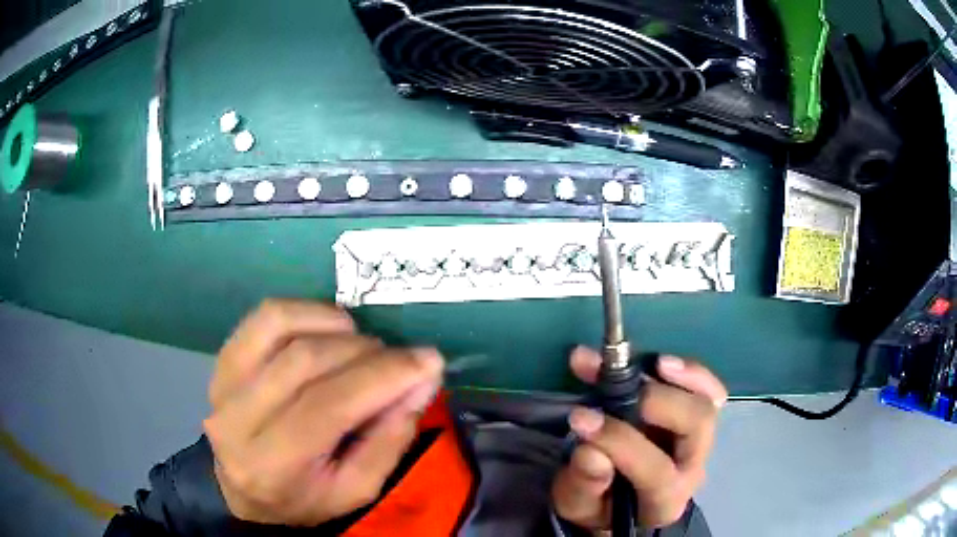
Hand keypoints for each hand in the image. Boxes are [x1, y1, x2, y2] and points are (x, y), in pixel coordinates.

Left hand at [203, 299, 443, 525]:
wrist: (243, 489)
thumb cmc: (304, 497)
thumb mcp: (357, 490)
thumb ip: (390, 439)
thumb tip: (421, 380)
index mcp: (272, 466)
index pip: (327, 407)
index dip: (382, 376)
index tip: (429, 361)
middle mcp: (237, 418)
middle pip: (306, 361)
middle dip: (367, 353)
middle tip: (401, 361)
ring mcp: (223, 380)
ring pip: (284, 327)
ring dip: (339, 329)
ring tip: (365, 349)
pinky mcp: (223, 357)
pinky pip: (266, 315)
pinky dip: (309, 311)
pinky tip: (333, 328)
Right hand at [552, 348, 726, 530]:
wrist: (621, 504)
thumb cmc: (597, 506)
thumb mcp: (577, 504)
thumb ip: (584, 483)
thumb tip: (590, 449)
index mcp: (663, 501)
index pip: (655, 470)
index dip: (619, 440)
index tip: (579, 417)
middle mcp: (692, 469)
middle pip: (696, 427)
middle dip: (658, 401)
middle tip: (616, 386)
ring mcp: (700, 443)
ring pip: (707, 402)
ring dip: (679, 378)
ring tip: (649, 363)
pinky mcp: (698, 420)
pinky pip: (709, 391)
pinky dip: (691, 373)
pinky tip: (662, 362)